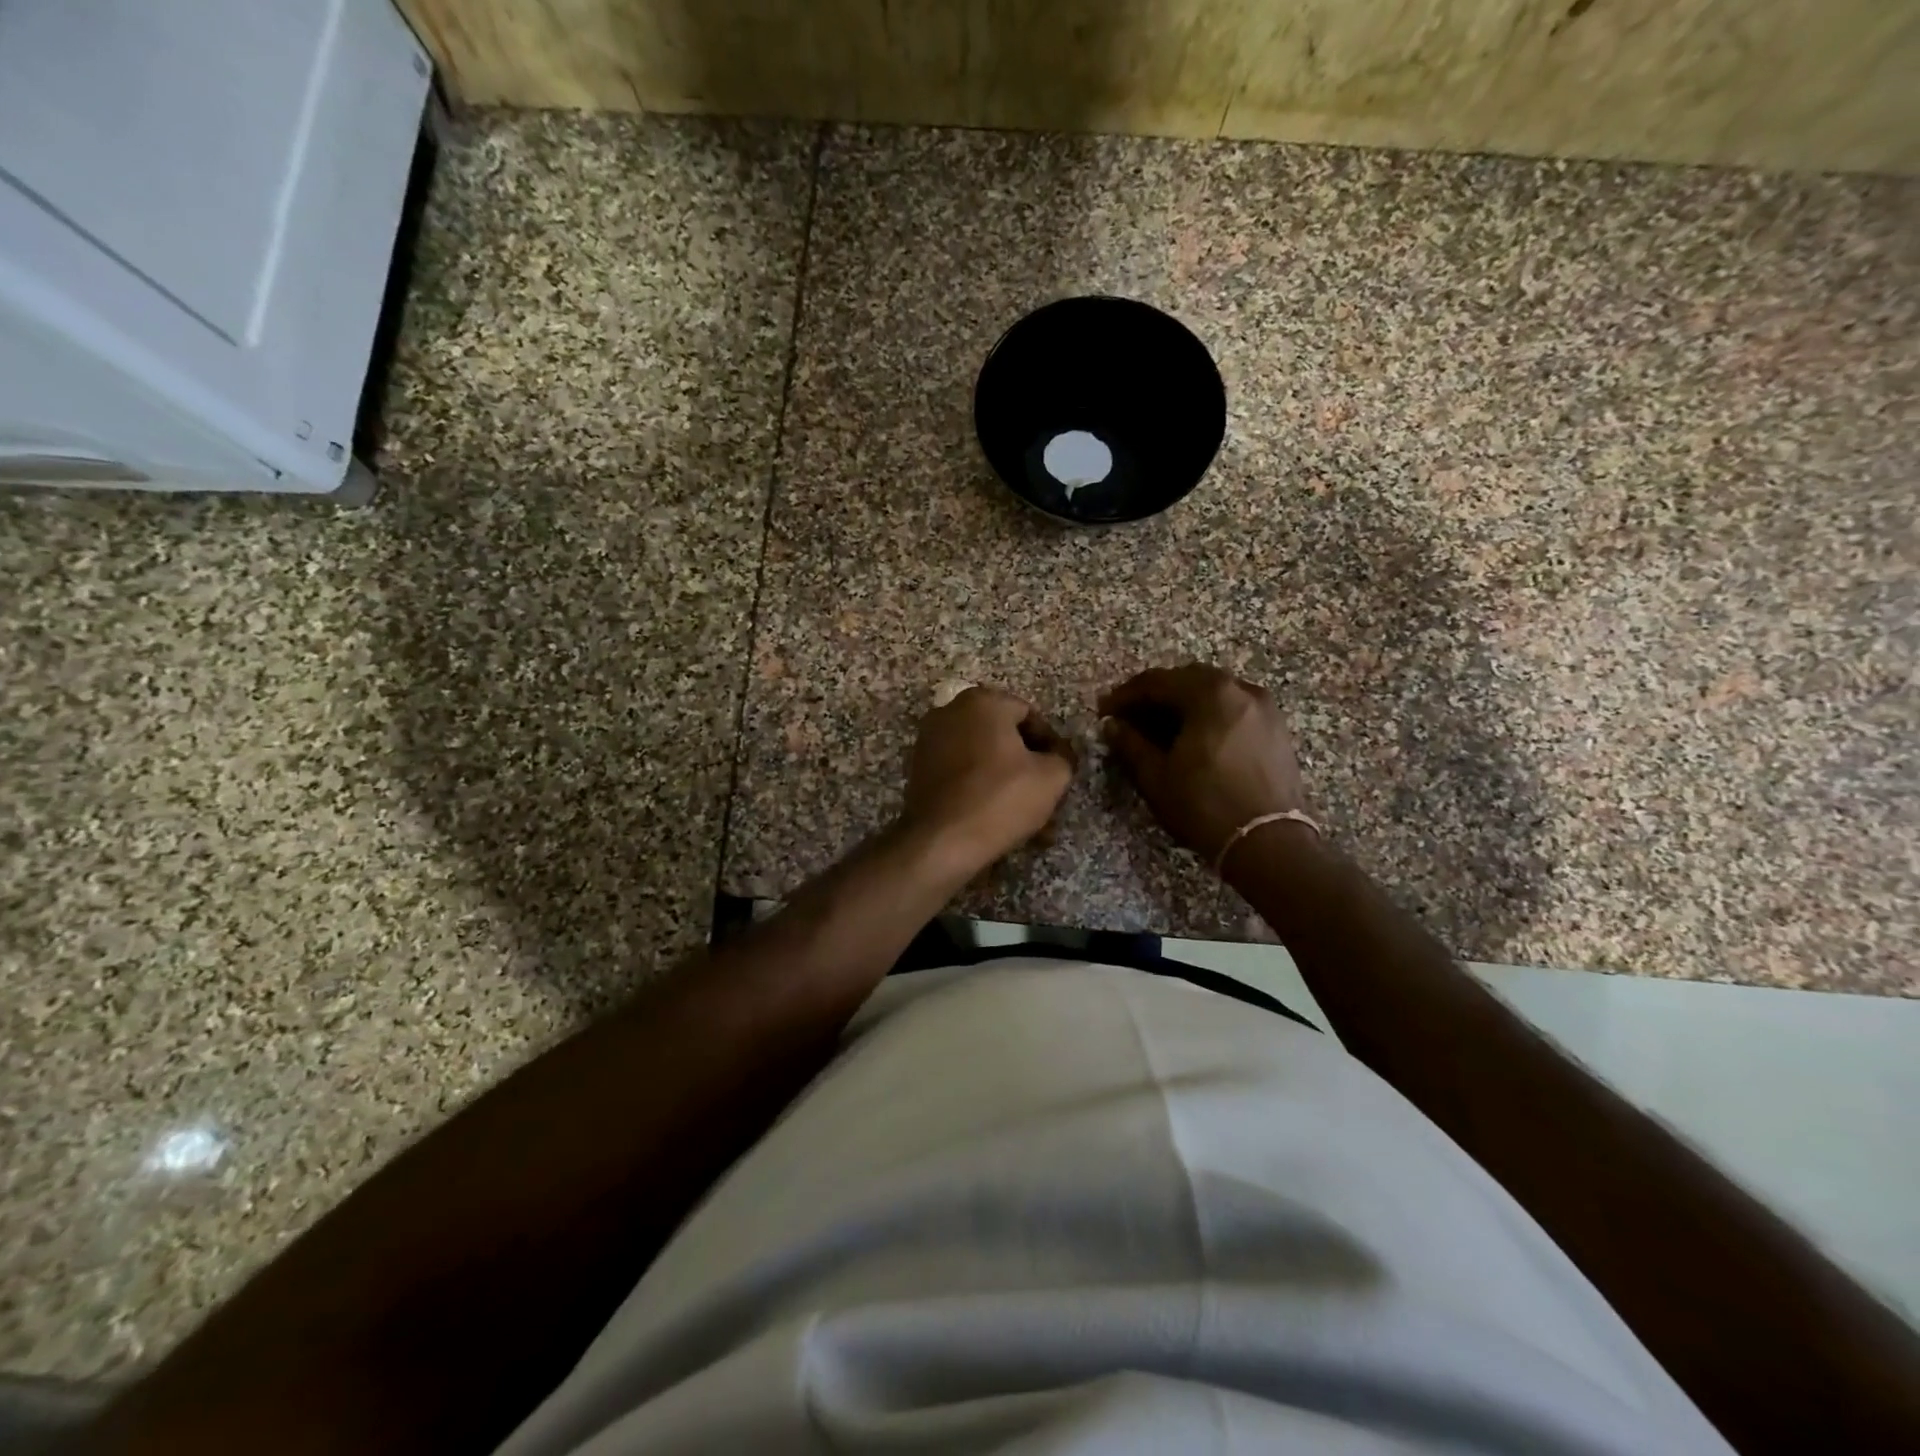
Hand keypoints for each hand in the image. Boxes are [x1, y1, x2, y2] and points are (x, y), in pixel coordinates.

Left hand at [901, 686, 1075, 877]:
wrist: (941, 842)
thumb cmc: (1000, 799)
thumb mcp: (1052, 777)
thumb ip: (1063, 756)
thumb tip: (1057, 755)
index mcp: (982, 702)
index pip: (1030, 715)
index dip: (1051, 744)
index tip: (1060, 773)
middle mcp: (950, 711)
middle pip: (1004, 736)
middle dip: (1028, 766)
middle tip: (1046, 796)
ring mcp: (930, 740)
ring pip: (983, 758)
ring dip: (1008, 782)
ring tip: (1028, 818)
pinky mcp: (919, 769)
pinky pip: (962, 773)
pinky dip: (982, 790)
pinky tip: (999, 819)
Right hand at [1099, 664, 1311, 869]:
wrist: (1269, 843)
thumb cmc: (1205, 805)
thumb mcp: (1157, 776)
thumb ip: (1131, 743)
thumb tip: (1112, 725)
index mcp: (1210, 693)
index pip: (1157, 681)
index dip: (1126, 695)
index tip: (1105, 711)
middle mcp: (1241, 690)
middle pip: (1188, 680)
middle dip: (1155, 695)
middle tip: (1129, 717)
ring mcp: (1264, 708)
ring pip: (1213, 693)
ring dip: (1183, 704)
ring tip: (1158, 728)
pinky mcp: (1276, 729)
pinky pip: (1233, 709)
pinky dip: (1208, 715)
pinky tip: (1192, 737)